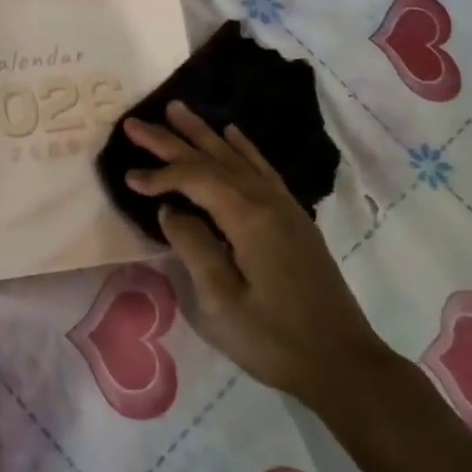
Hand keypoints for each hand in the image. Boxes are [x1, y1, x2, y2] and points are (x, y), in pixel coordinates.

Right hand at [124, 101, 383, 405]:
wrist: (343, 362)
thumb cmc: (275, 339)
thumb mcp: (222, 302)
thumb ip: (193, 247)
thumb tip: (170, 210)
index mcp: (248, 218)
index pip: (195, 179)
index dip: (159, 174)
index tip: (128, 177)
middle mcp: (266, 200)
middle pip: (213, 159)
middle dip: (171, 140)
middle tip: (135, 122)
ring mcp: (284, 206)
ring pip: (236, 157)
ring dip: (203, 133)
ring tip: (177, 110)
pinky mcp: (293, 218)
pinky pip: (262, 169)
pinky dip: (243, 147)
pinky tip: (232, 135)